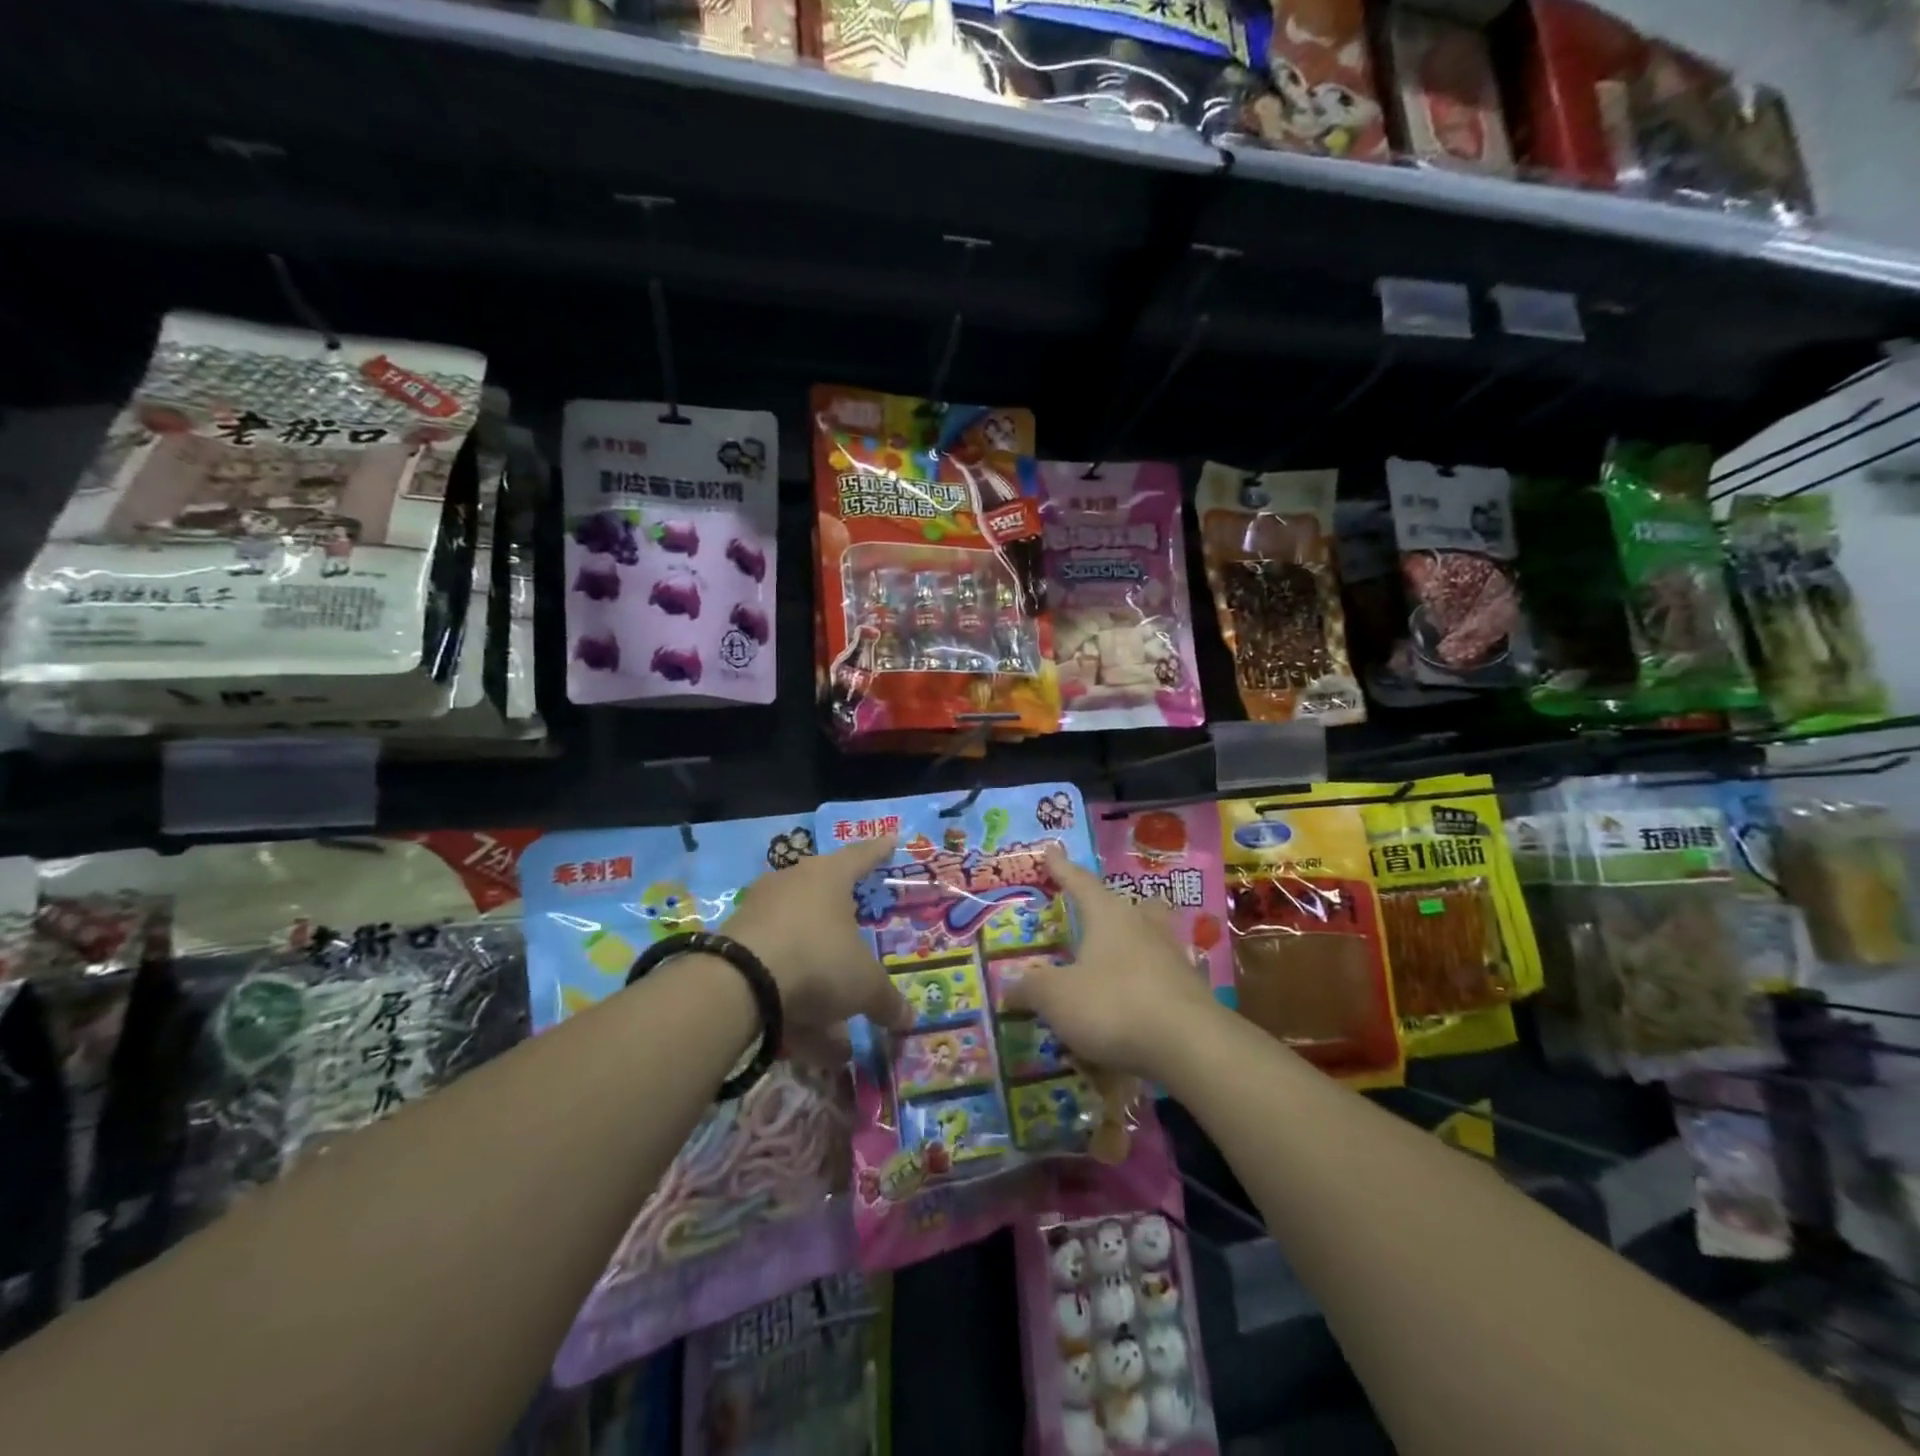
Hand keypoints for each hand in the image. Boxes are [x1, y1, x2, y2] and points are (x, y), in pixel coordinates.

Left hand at [725, 835, 912, 1036]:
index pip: (861, 856)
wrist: (739, 981)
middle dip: (842, 913)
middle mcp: (792, 882)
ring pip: (798, 934)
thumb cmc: (818, 960)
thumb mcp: (863, 985)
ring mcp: (759, 909)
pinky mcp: (734, 940)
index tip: (890, 839)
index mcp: (829, 876)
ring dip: (817, 967)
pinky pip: (774, 961)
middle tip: (857, 920)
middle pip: (823, 890)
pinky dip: (791, 990)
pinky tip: (803, 1031)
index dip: (878, 851)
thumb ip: (886, 1000)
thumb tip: (908, 1019)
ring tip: (834, 1011)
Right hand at [1004, 843, 1220, 1082]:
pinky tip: (1139, 1001)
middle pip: (1131, 905)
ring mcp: (1173, 957)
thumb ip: (1031, 988)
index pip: (1080, 883)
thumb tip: (1009, 985)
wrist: (1189, 1045)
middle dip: (1114, 907)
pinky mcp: (1192, 990)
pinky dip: (1149, 983)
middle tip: (1101, 913)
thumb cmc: (1113, 1005)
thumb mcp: (1057, 998)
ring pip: (1154, 937)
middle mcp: (1143, 926)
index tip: (1051, 851)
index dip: (1062, 869)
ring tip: (1118, 959)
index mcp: (1108, 915)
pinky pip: (1164, 976)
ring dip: (1137, 943)